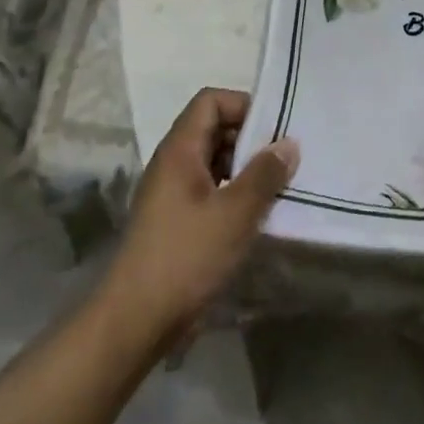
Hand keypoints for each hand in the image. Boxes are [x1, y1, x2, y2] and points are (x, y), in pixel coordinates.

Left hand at [96, 88, 297, 352]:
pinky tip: (255, 215)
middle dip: (249, 138)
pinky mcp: (174, 220)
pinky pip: (208, 189)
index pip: (211, 101)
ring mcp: (170, 193)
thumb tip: (289, 143)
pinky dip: (232, 193)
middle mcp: (172, 163)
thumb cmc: (185, 257)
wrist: (134, 322)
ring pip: (212, 161)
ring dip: (244, 168)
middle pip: (213, 128)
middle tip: (283, 158)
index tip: (274, 128)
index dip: (243, 105)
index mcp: (180, 149)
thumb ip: (265, 174)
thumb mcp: (235, 213)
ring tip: (276, 186)